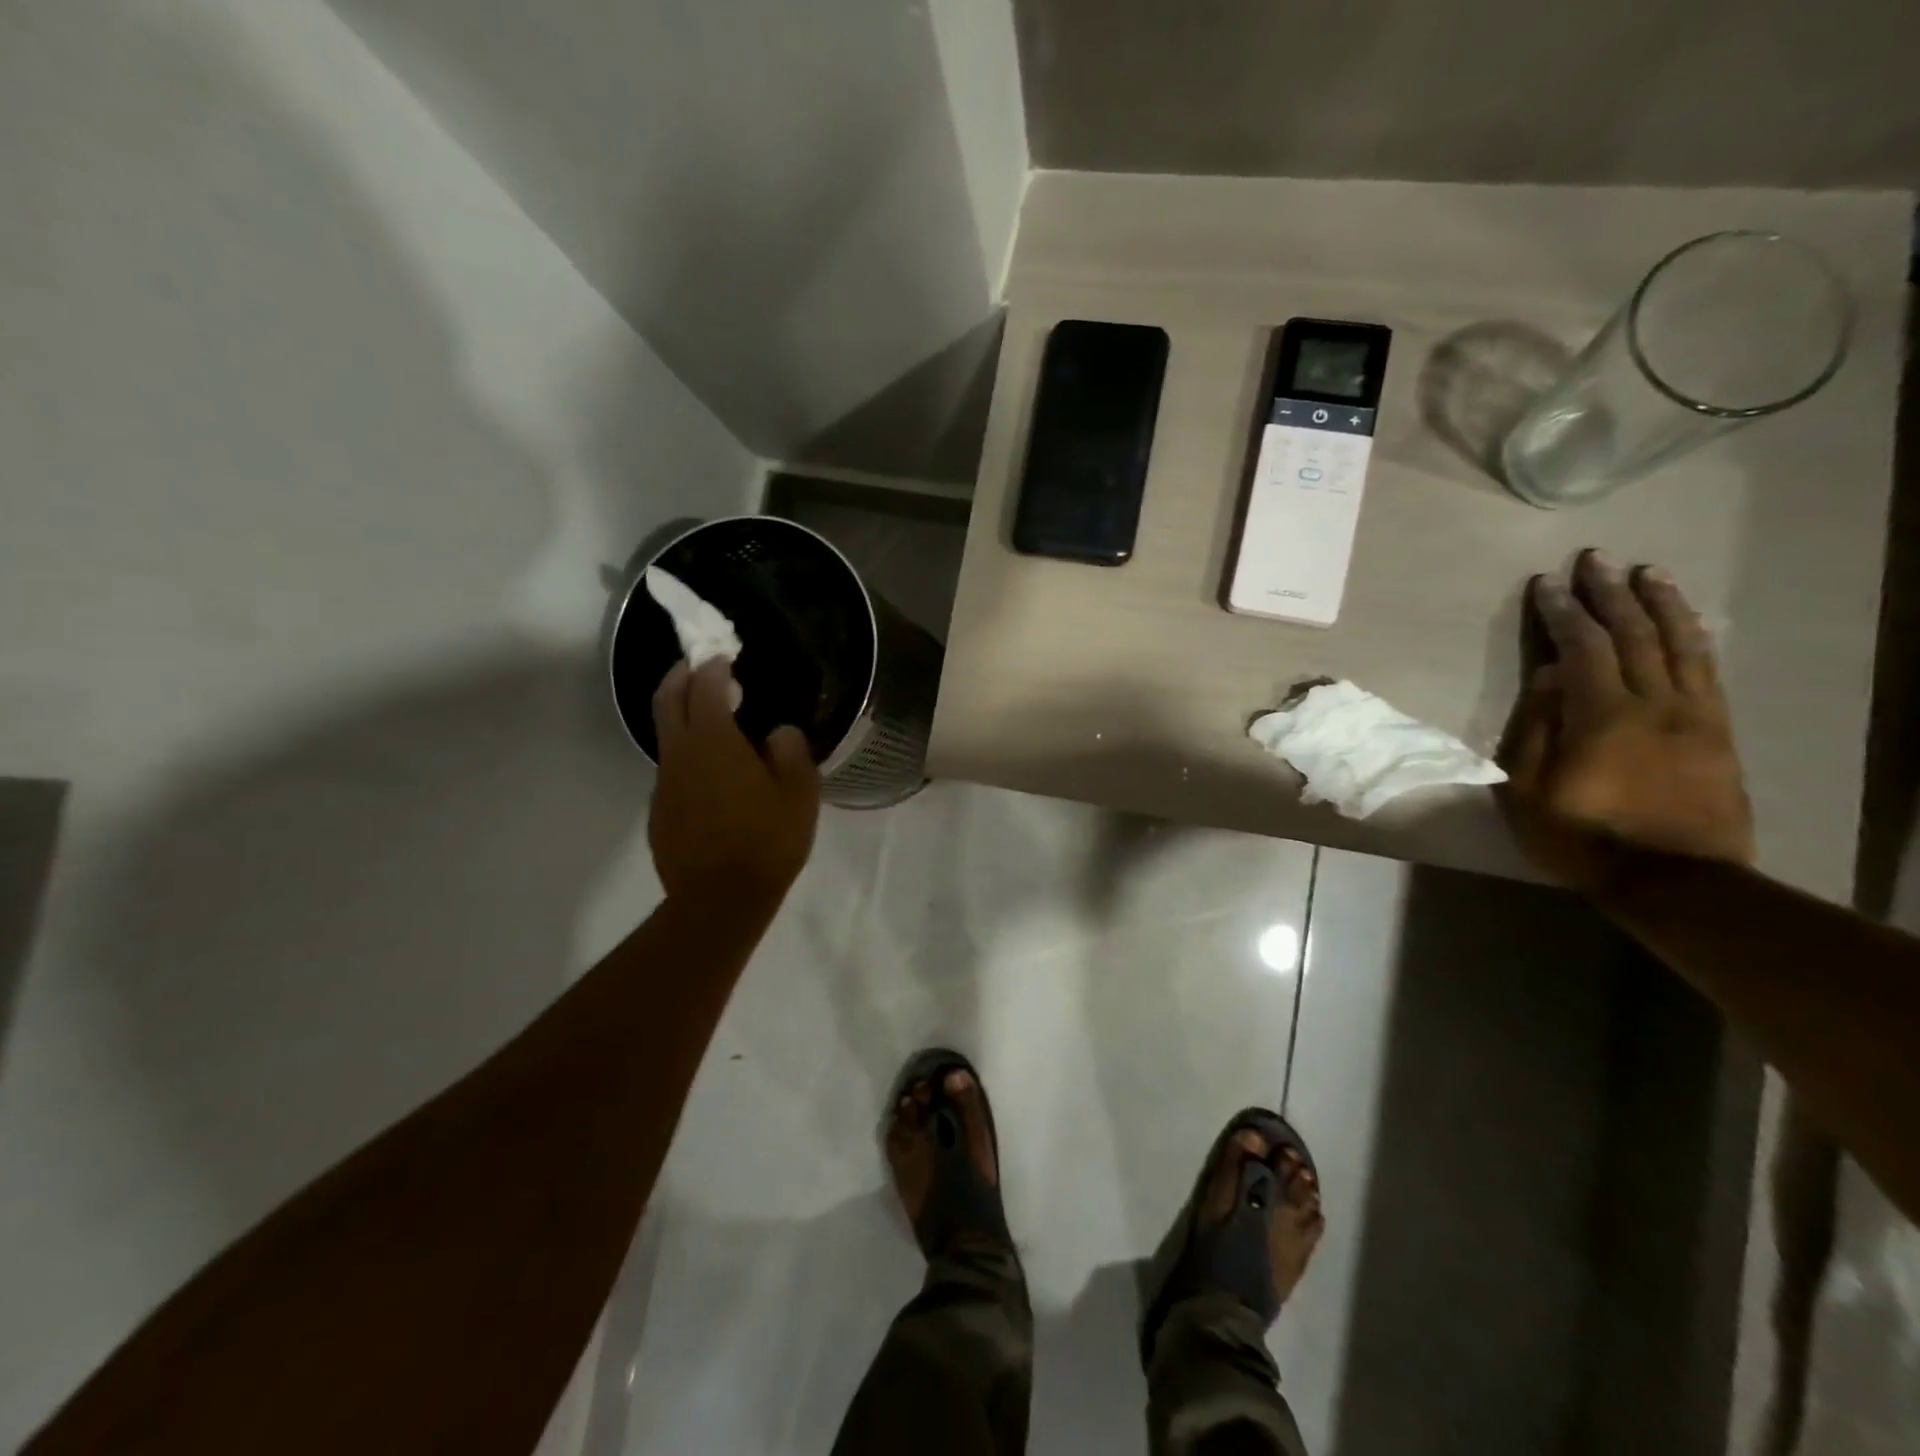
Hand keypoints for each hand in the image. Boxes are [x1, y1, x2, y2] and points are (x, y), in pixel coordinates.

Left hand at [649, 660, 820, 910]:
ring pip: (667, 735)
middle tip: (698, 665)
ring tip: (713, 720)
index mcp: (714, 742)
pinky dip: (687, 753)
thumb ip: (791, 753)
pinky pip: (672, 769)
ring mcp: (665, 783)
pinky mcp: (660, 810)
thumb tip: (778, 733)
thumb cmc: (767, 842)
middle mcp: (681, 754)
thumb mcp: (799, 795)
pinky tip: (712, 774)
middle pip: (667, 699)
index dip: (713, 667)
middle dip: (680, 675)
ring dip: (683, 716)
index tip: (725, 657)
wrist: (719, 900)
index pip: (705, 687)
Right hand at [1498, 550, 1752, 897]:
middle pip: (1634, 635)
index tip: (1546, 583)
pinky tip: (1685, 620)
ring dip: (1661, 604)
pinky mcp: (1718, 731)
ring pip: (1680, 644)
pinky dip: (1694, 637)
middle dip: (1611, 593)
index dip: (1563, 612)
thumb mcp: (1527, 789)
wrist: (1672, 880)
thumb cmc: (1580, 836)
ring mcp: (1694, 715)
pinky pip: (1708, 670)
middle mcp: (1654, 703)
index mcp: (1602, 716)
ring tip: (1646, 573)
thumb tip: (1547, 676)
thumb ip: (1535, 728)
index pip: (1582, 648)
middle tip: (1596, 559)